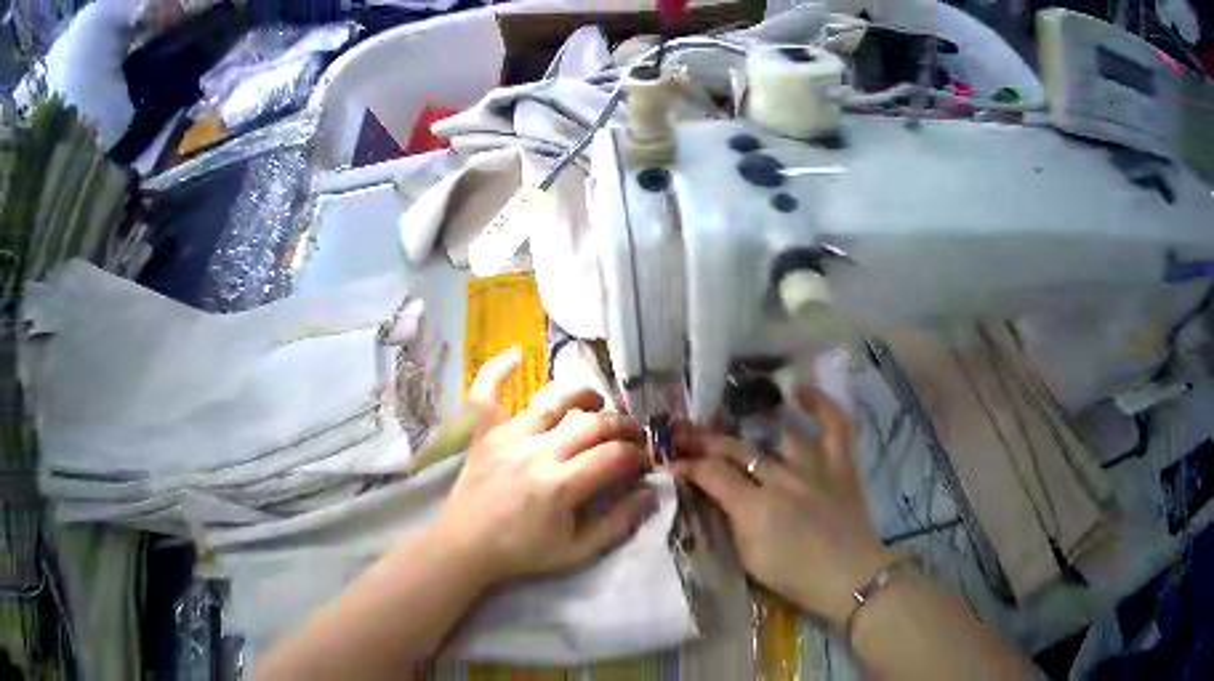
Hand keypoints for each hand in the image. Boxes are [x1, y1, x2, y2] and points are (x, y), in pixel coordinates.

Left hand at [432, 348, 655, 585]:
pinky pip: (487, 392)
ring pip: (553, 398)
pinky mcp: (485, 432)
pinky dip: (499, 369)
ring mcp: (508, 436)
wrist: (466, 546)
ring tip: (596, 404)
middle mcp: (537, 451)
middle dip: (623, 427)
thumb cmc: (522, 551)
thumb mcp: (577, 551)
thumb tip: (650, 493)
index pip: (615, 456)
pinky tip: (517, 352)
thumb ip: (618, 523)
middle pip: (592, 423)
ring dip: (583, 395)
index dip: (638, 456)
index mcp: (560, 484)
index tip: (643, 463)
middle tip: (632, 437)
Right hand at [669, 386, 898, 627]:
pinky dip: (821, 404)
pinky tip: (799, 390)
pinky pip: (835, 425)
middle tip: (687, 434)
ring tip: (732, 413)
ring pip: (779, 432)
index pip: (711, 474)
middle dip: (706, 440)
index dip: (687, 465)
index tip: (671, 462)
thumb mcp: (749, 558)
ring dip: (751, 421)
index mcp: (755, 508)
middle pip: (738, 449)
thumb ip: (732, 522)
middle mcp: (782, 479)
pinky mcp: (841, 464)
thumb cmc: (795, 577)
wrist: (848, 578)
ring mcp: (815, 467)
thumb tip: (718, 495)